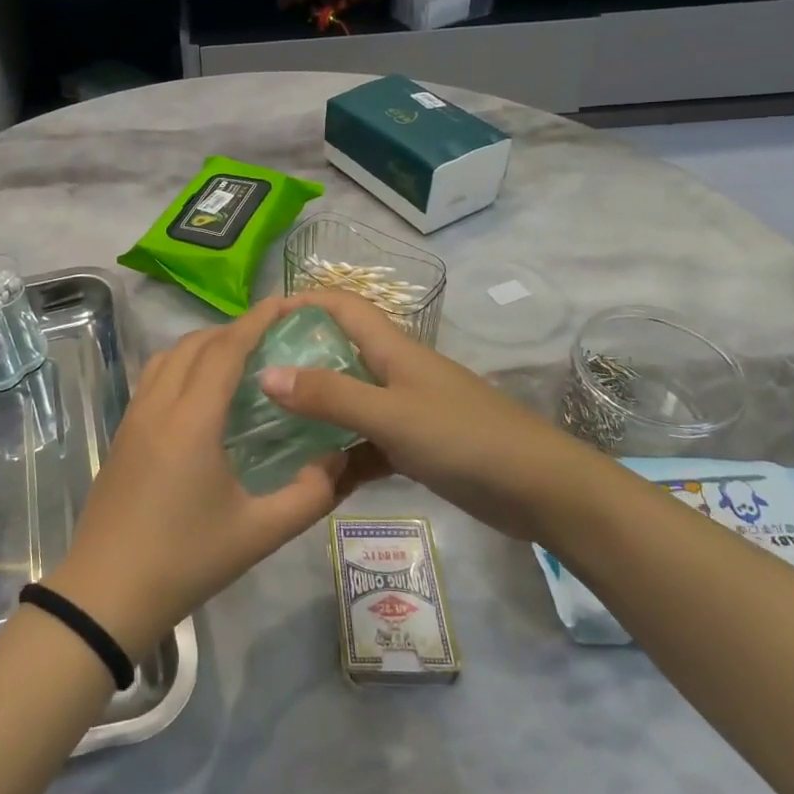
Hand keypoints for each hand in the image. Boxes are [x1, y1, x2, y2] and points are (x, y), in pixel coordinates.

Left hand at [44, 297, 359, 658]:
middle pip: (194, 344)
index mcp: (192, 420)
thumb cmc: (185, 560)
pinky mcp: (122, 433)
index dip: (256, 320)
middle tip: (270, 336)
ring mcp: (133, 417)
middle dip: (232, 329)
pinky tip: (199, 392)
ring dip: (202, 344)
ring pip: (167, 356)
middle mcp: (159, 406)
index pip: (225, 350)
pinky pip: (152, 378)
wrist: (107, 591)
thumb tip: (338, 460)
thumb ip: (308, 495)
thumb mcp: (259, 533)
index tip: (285, 303)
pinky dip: (180, 364)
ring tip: (236, 358)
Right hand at [259, 290, 606, 541]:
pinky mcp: (417, 447)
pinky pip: (366, 444)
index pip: (342, 306)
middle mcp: (396, 372)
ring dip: (315, 414)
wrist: (543, 491)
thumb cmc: (465, 438)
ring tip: (269, 430)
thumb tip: (265, 374)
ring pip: (349, 403)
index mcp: (392, 350)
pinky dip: (342, 456)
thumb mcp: (390, 415)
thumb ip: (329, 396)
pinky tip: (314, 478)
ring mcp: (407, 411)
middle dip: (297, 361)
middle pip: (339, 354)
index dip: (304, 301)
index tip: (260, 320)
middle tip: (250, 382)